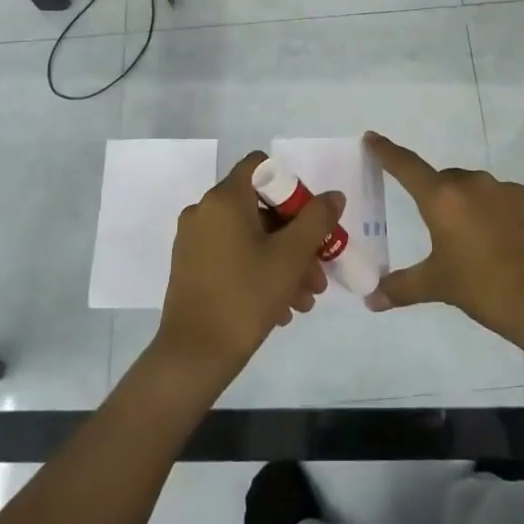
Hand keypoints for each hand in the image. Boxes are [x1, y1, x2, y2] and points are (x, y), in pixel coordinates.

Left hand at [155, 150, 343, 389]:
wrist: (193, 356)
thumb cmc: (245, 297)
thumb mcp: (290, 257)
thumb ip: (316, 219)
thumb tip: (333, 196)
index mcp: (224, 199)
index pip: (261, 167)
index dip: (292, 187)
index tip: (310, 220)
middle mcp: (204, 211)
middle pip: (260, 207)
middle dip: (295, 237)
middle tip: (318, 271)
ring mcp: (193, 240)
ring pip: (250, 237)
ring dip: (282, 261)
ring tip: (305, 299)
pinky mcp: (190, 267)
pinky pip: (233, 255)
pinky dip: (259, 270)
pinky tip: (282, 308)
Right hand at [363, 131, 523, 347]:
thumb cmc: (483, 288)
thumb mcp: (437, 286)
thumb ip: (401, 288)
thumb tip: (371, 300)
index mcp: (443, 199)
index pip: (406, 166)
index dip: (386, 151)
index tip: (373, 137)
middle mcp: (474, 184)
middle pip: (447, 181)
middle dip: (441, 197)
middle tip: (442, 229)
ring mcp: (510, 188)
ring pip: (482, 190)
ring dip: (475, 207)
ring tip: (482, 242)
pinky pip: (513, 201)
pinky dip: (507, 216)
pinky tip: (513, 245)